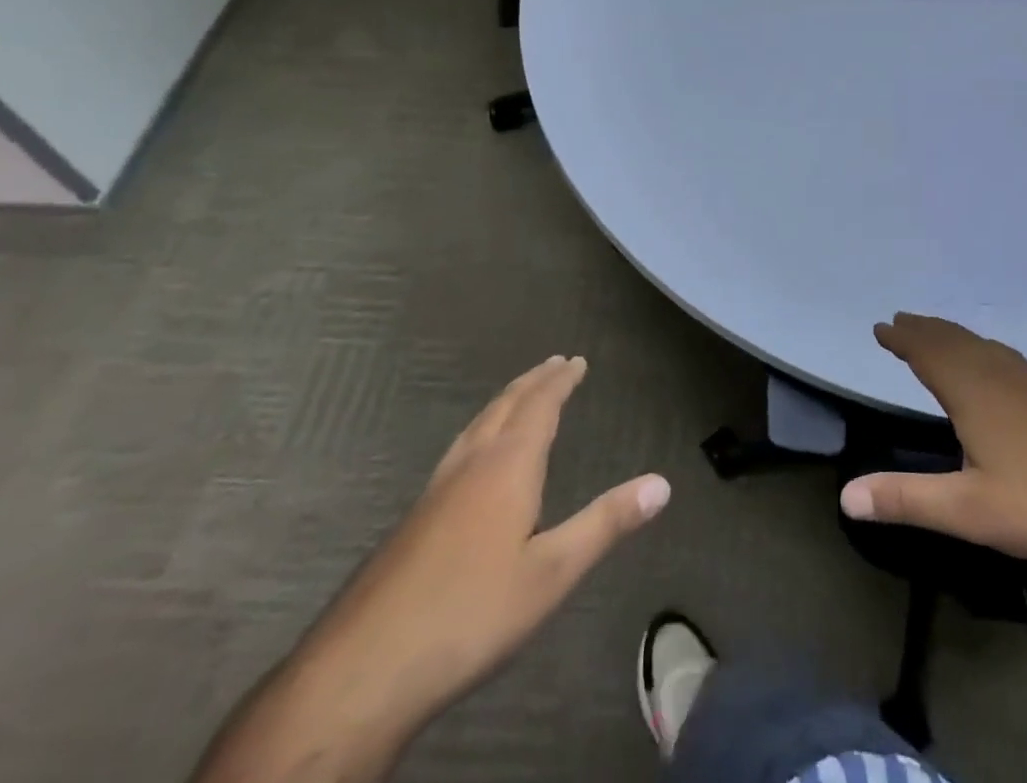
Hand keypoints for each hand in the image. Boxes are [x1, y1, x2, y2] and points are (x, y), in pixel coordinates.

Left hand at [197, 356, 668, 781]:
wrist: (363, 667)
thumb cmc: (471, 613)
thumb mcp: (552, 572)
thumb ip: (606, 523)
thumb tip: (662, 483)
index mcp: (507, 467)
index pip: (539, 407)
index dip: (559, 382)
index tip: (575, 360)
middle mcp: (471, 465)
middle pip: (505, 407)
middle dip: (533, 382)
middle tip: (553, 363)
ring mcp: (436, 490)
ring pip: (476, 426)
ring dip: (504, 402)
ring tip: (518, 395)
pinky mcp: (414, 518)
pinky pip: (458, 449)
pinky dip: (480, 430)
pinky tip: (472, 458)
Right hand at [839, 314, 1026, 566]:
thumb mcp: (970, 512)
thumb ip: (907, 501)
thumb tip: (845, 496)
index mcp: (973, 392)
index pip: (927, 353)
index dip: (902, 340)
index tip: (880, 327)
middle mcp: (1000, 375)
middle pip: (954, 341)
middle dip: (924, 330)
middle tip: (901, 320)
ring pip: (983, 346)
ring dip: (953, 335)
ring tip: (939, 334)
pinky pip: (1008, 357)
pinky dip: (985, 349)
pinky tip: (998, 366)